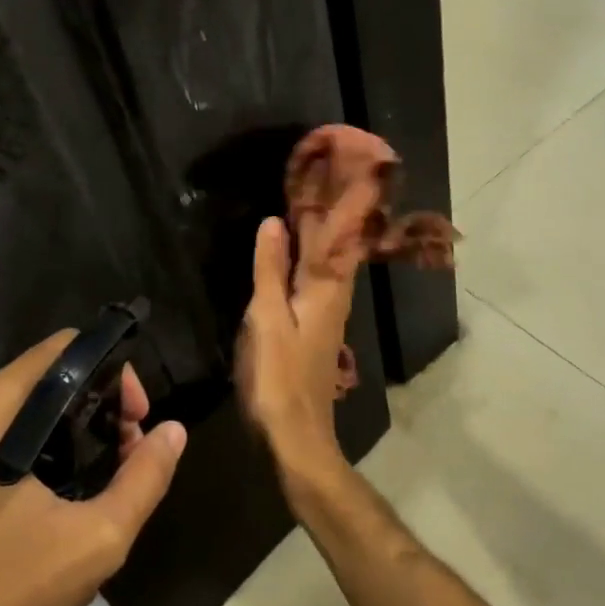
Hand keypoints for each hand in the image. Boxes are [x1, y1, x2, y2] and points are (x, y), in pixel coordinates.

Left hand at [0, 332, 186, 605]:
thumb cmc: (0, 603)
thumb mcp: (94, 542)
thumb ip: (143, 478)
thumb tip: (173, 431)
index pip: (65, 349)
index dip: (113, 375)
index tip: (137, 422)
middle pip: (46, 379)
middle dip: (97, 409)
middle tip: (128, 456)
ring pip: (25, 412)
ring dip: (72, 436)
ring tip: (104, 485)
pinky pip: (0, 441)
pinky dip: (40, 455)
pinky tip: (62, 505)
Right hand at [235, 191, 375, 489]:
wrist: (295, 436)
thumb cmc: (278, 377)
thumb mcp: (266, 319)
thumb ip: (270, 270)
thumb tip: (272, 223)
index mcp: (324, 289)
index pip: (332, 234)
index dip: (334, 202)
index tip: (338, 169)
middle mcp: (332, 297)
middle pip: (334, 246)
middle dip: (332, 212)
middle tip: (325, 176)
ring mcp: (325, 315)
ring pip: (326, 263)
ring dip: (320, 233)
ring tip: (309, 203)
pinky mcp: (314, 331)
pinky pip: (314, 280)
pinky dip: (308, 258)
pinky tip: (296, 256)